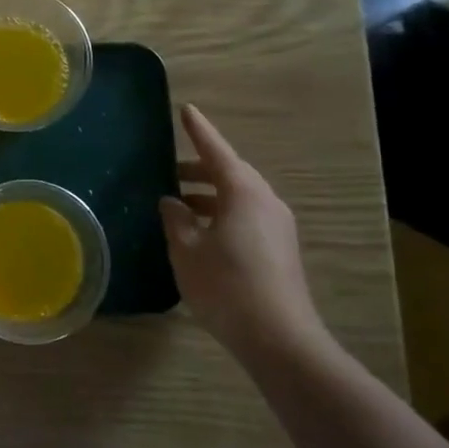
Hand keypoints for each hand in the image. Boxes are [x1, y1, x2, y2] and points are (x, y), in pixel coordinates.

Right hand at [160, 104, 319, 350]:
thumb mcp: (187, 250)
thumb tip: (172, 202)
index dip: (198, 131)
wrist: (279, 338)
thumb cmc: (226, 286)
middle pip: (230, 173)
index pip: (216, 151)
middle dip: (199, 169)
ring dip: (208, 196)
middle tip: (168, 172)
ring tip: (178, 205)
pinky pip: (246, 217)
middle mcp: (265, 202)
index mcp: (243, 192)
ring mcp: (277, 226)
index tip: (186, 109)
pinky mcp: (279, 249)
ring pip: (238, 197)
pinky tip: (199, 233)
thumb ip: (176, 219)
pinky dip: (221, 214)